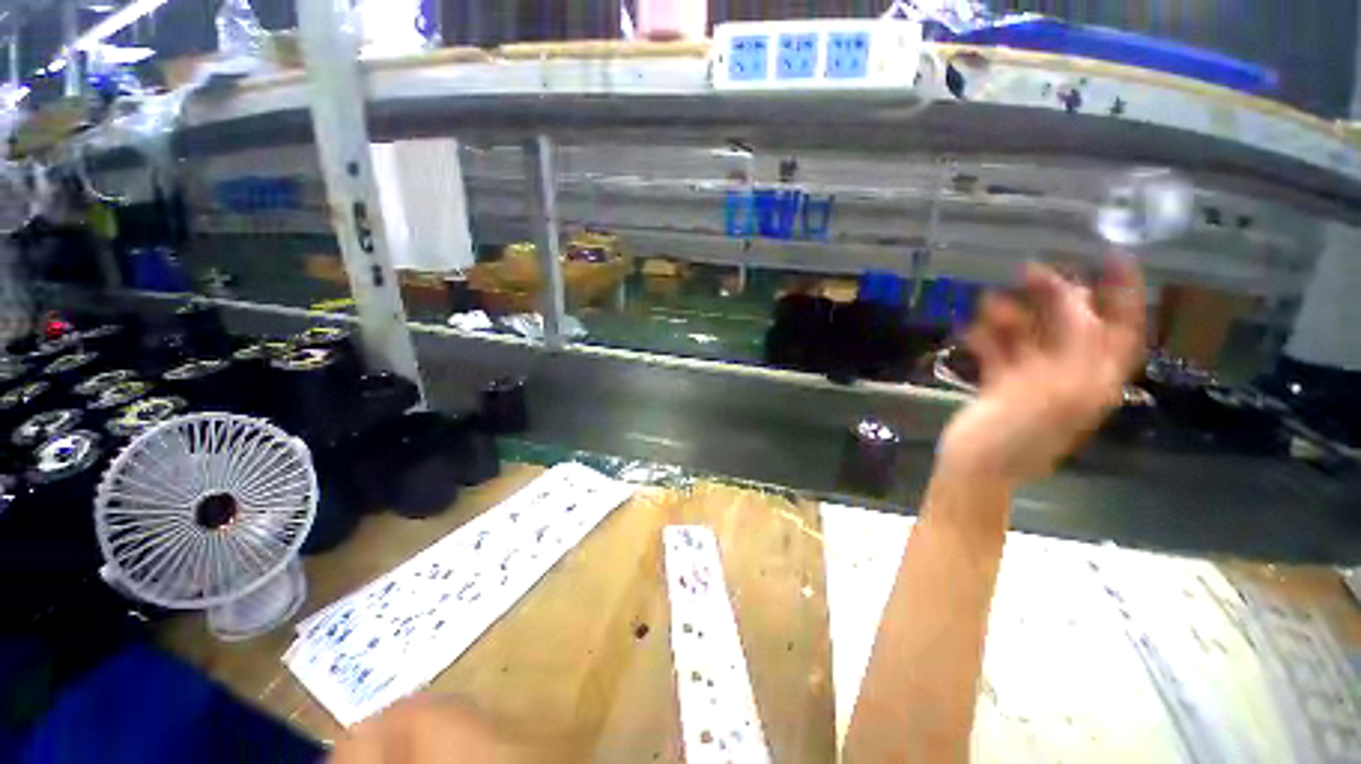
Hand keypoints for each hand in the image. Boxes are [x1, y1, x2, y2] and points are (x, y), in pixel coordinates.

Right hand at [937, 256, 1146, 484]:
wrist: (972, 470)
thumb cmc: (1013, 439)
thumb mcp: (1052, 393)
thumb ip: (1074, 348)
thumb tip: (1078, 301)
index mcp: (1092, 381)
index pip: (1120, 330)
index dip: (1123, 294)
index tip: (1110, 257)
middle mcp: (1070, 377)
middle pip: (1072, 327)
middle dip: (1054, 298)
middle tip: (1028, 271)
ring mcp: (1034, 382)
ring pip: (1031, 337)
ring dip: (1013, 318)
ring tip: (987, 302)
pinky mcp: (1002, 387)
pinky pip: (1001, 354)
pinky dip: (987, 340)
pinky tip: (970, 331)